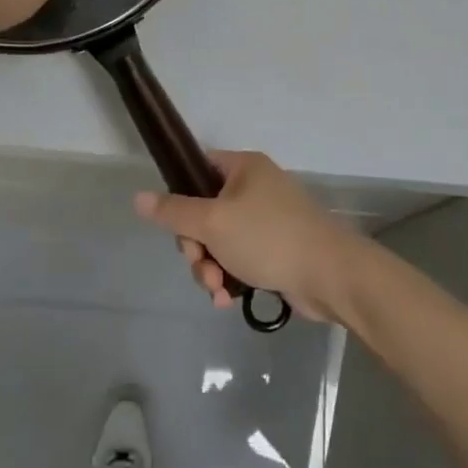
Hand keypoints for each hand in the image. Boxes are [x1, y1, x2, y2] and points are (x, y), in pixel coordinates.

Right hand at [134, 151, 362, 322]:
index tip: (178, 227)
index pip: (197, 170)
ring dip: (211, 268)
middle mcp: (255, 187)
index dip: (181, 198)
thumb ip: (174, 212)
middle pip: (205, 212)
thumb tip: (137, 197)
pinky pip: (240, 258)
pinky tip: (228, 299)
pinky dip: (230, 277)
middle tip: (201, 266)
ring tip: (218, 290)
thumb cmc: (269, 237)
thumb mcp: (214, 223)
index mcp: (243, 167)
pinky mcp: (276, 248)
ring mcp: (267, 219)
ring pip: (220, 240)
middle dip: (197, 247)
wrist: (329, 274)